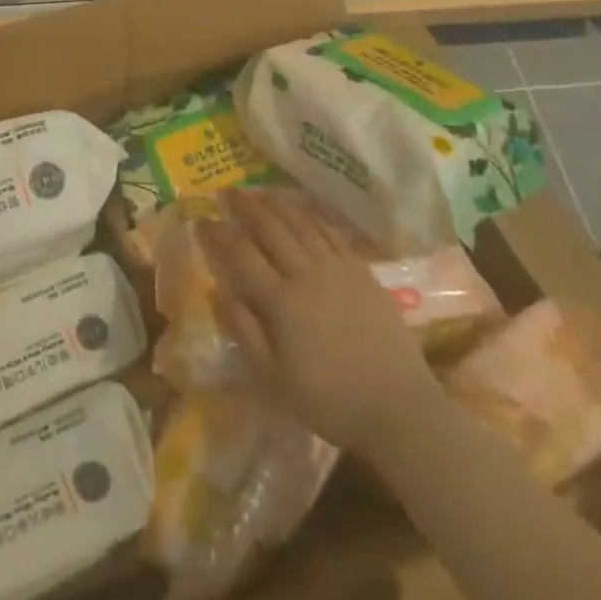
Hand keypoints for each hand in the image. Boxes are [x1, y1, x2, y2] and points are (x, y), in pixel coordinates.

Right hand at [199, 190, 436, 449]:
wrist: (399, 408)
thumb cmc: (330, 400)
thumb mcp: (274, 378)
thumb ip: (245, 331)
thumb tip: (219, 292)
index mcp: (281, 301)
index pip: (241, 255)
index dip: (218, 234)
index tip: (201, 219)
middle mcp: (306, 274)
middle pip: (271, 229)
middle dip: (246, 207)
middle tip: (228, 191)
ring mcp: (338, 269)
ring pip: (301, 224)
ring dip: (277, 204)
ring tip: (260, 191)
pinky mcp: (363, 272)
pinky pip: (332, 233)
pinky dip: (312, 216)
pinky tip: (303, 209)